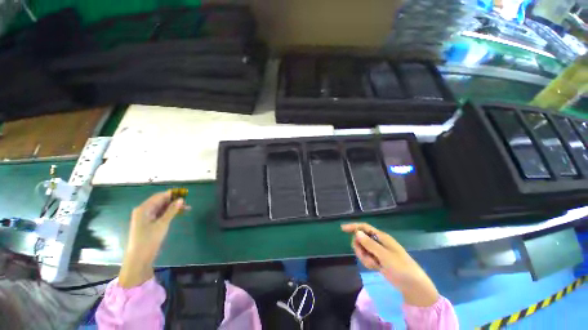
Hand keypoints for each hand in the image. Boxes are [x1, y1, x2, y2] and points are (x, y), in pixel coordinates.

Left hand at [119, 190, 187, 287]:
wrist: (139, 258)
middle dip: (174, 201)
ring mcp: (145, 217)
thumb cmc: (149, 239)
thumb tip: (181, 199)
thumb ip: (172, 210)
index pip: (159, 196)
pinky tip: (178, 213)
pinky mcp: (148, 223)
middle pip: (161, 201)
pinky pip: (160, 214)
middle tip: (187, 203)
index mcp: (144, 208)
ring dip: (173, 207)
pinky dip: (169, 213)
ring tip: (187, 208)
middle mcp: (143, 210)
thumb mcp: (162, 224)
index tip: (185, 194)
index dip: (172, 194)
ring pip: (162, 208)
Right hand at [341, 223, 438, 306]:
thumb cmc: (401, 268)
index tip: (342, 229)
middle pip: (360, 239)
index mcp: (381, 237)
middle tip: (365, 256)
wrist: (412, 286)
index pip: (364, 227)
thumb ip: (370, 244)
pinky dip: (368, 263)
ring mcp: (377, 251)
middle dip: (359, 247)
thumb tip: (357, 232)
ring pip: (362, 249)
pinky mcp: (377, 260)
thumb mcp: (385, 256)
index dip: (353, 226)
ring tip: (374, 265)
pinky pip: (366, 258)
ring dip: (364, 257)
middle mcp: (378, 242)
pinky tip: (376, 268)